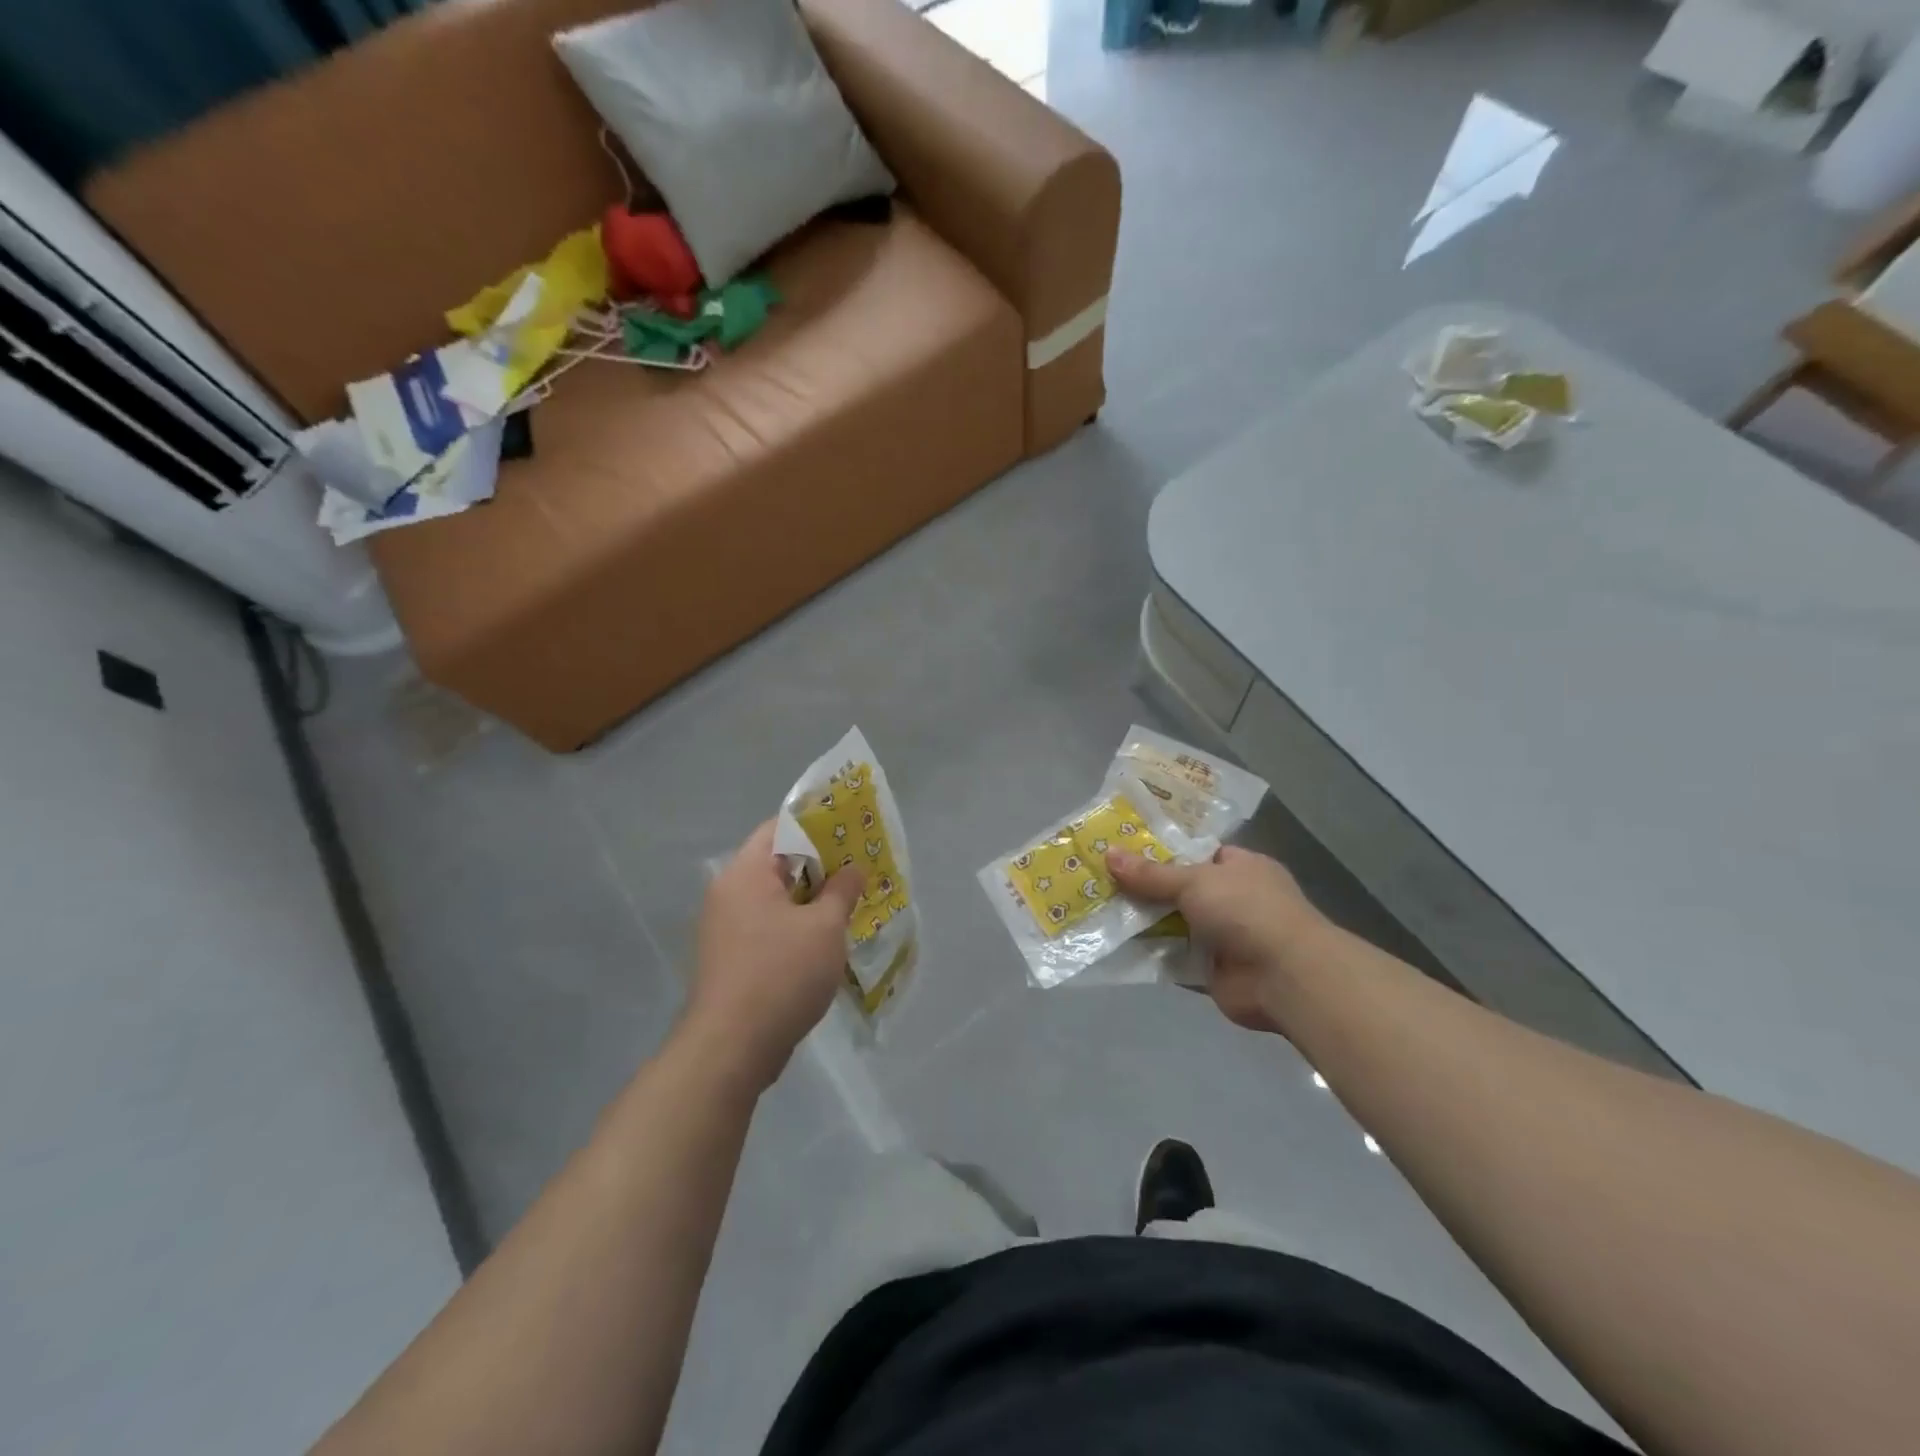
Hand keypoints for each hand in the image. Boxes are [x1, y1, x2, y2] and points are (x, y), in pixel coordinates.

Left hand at [682, 820, 866, 1091]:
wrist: (731, 1049)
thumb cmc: (780, 974)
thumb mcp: (824, 927)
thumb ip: (842, 890)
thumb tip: (852, 868)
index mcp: (745, 874)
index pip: (780, 828)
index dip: (817, 824)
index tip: (851, 830)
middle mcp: (730, 893)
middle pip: (779, 863)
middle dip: (822, 865)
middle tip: (861, 868)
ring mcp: (728, 928)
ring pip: (777, 899)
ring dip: (812, 899)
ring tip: (852, 902)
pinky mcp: (733, 958)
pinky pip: (770, 926)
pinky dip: (798, 926)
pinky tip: (828, 939)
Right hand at [1107, 845, 1326, 1034]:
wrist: (1285, 977)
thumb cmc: (1247, 911)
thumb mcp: (1195, 881)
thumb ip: (1151, 874)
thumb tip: (1108, 854)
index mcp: (1241, 867)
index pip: (1197, 851)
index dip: (1161, 849)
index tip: (1123, 846)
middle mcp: (1233, 899)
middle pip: (1179, 889)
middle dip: (1144, 887)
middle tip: (1099, 877)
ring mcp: (1223, 937)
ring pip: (1173, 923)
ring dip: (1142, 921)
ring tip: (1095, 907)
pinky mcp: (1210, 970)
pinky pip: (1172, 958)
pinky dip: (1148, 954)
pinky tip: (1112, 945)